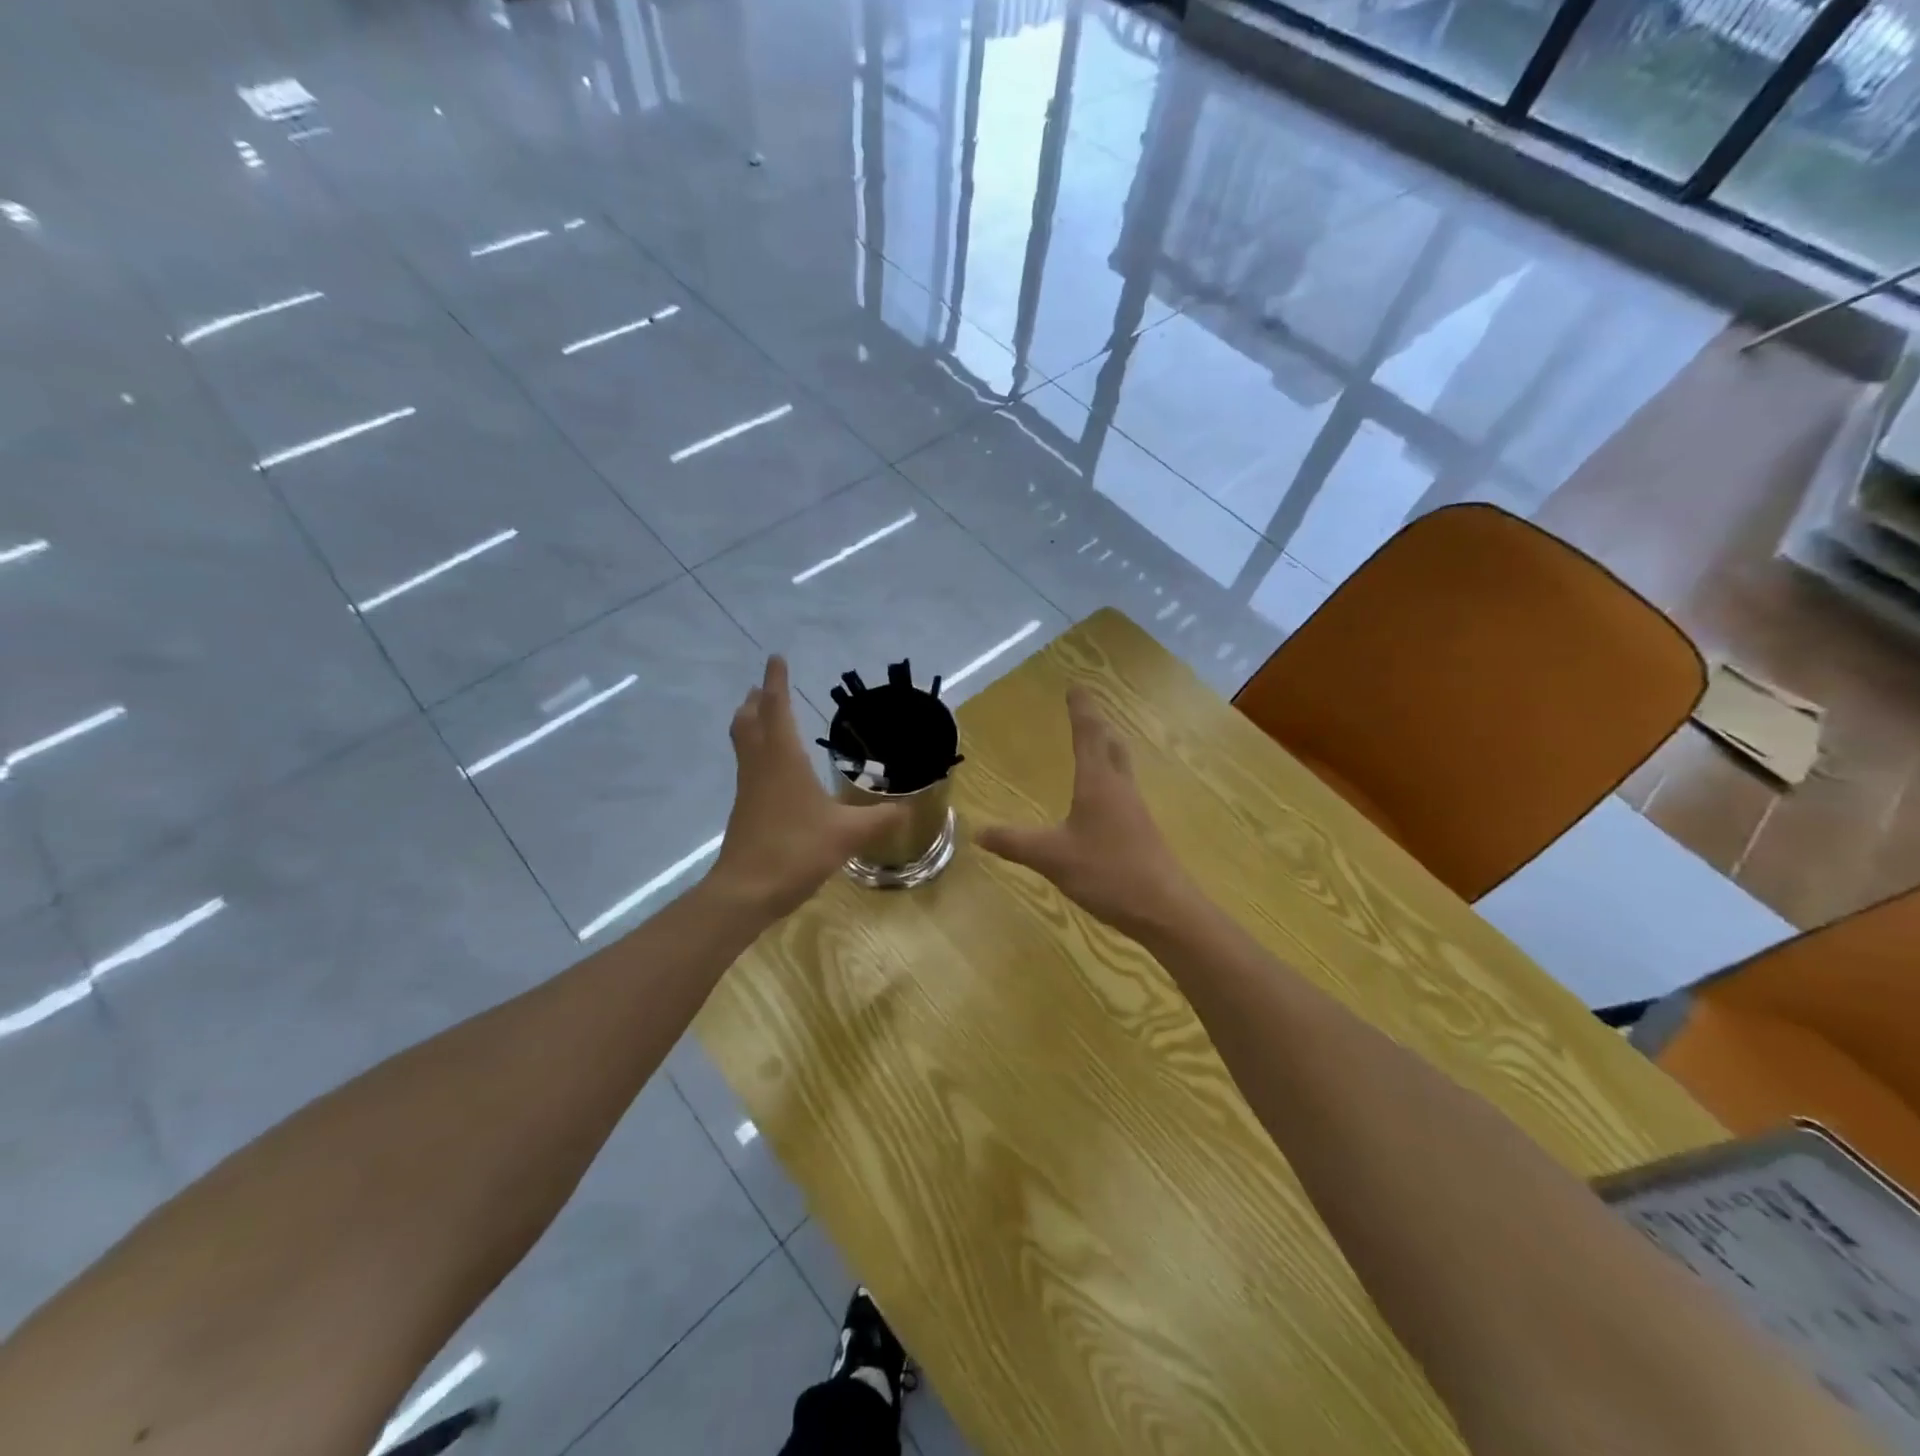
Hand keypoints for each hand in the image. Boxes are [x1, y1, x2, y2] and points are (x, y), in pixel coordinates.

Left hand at [709, 657, 907, 919]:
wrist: (746, 891)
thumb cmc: (796, 850)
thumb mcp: (847, 834)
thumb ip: (880, 819)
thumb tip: (909, 808)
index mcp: (782, 759)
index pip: (776, 708)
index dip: (776, 682)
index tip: (775, 658)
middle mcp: (761, 766)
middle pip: (749, 721)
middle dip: (756, 700)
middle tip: (764, 686)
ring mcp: (749, 788)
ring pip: (744, 743)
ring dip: (750, 722)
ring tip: (763, 715)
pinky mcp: (745, 809)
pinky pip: (749, 766)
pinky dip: (756, 751)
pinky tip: (774, 768)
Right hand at [976, 688, 1195, 936]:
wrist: (1165, 909)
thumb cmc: (1108, 872)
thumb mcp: (1052, 857)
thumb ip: (1014, 842)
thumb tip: (978, 832)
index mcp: (1098, 783)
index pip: (1088, 734)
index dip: (1080, 710)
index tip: (1075, 687)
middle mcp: (1119, 788)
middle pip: (1111, 744)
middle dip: (1097, 723)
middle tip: (1084, 709)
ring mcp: (1134, 810)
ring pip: (1120, 766)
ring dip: (1106, 748)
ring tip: (1094, 743)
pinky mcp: (1141, 831)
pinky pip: (1122, 790)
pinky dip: (1110, 777)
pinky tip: (1102, 797)